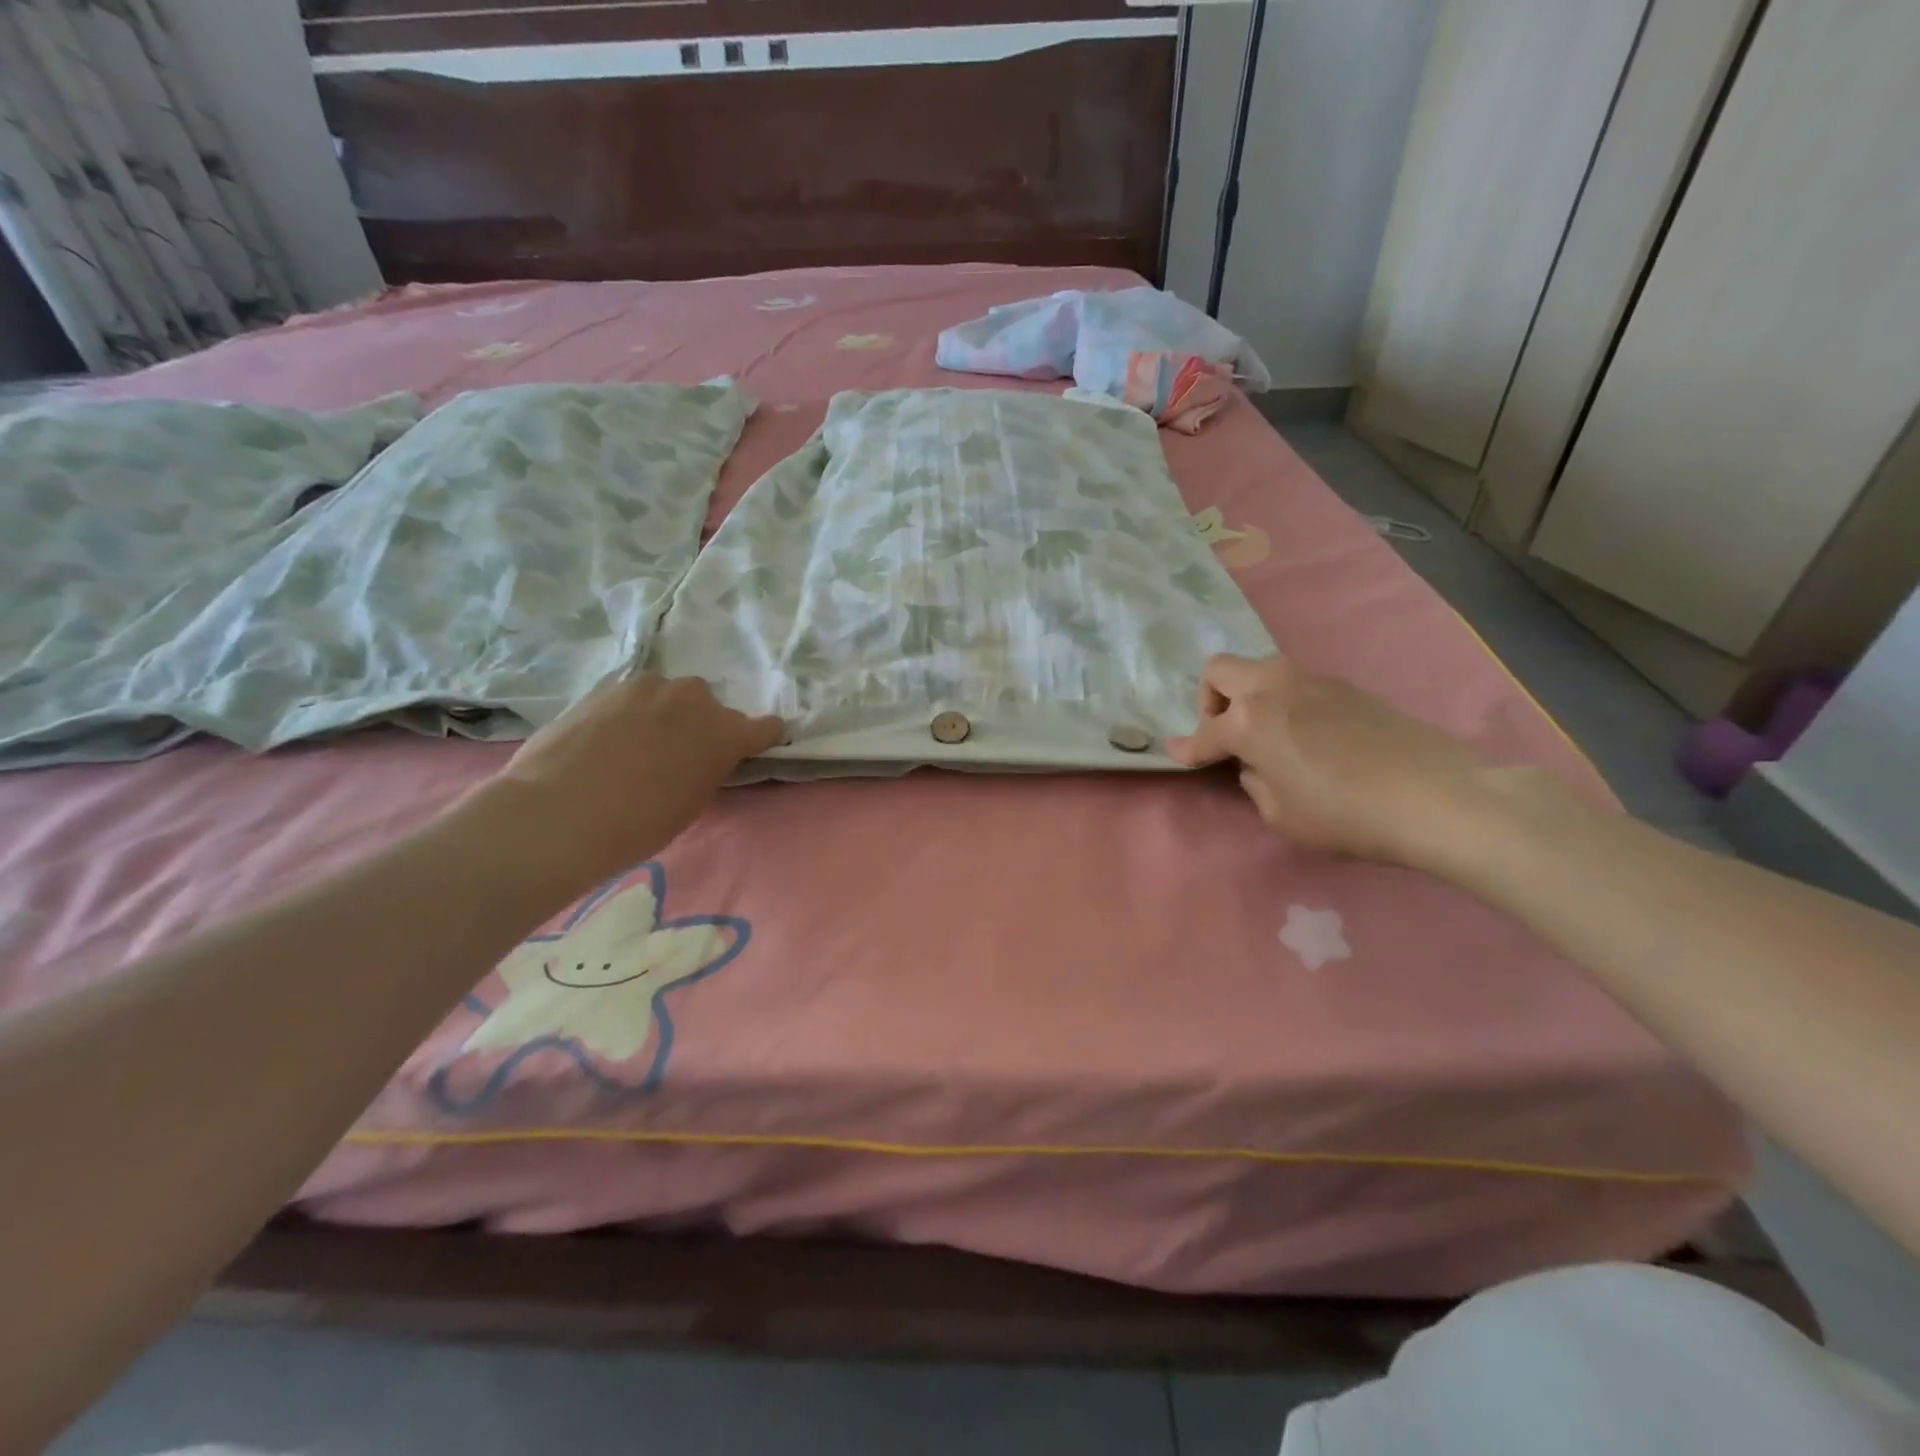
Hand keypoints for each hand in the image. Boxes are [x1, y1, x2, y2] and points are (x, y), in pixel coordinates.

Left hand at [460, 674, 781, 894]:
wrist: (560, 812)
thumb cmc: (639, 824)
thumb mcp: (692, 802)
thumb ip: (708, 768)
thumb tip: (701, 757)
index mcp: (726, 733)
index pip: (766, 727)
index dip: (758, 739)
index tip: (747, 751)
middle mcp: (694, 699)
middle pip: (711, 706)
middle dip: (701, 724)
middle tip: (679, 754)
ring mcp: (649, 687)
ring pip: (669, 696)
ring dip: (664, 713)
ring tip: (638, 744)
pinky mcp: (608, 686)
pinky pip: (633, 697)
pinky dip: (630, 713)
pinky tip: (607, 738)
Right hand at [1165, 654, 1508, 868]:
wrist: (1436, 795)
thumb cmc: (1345, 814)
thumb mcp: (1280, 814)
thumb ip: (1254, 781)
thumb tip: (1256, 764)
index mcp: (1248, 721)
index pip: (1203, 733)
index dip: (1186, 748)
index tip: (1175, 754)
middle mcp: (1272, 687)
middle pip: (1219, 669)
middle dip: (1210, 700)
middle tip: (1225, 735)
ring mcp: (1312, 680)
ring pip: (1260, 670)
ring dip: (1249, 696)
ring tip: (1267, 735)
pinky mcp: (1345, 686)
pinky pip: (1295, 683)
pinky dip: (1284, 701)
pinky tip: (1306, 735)